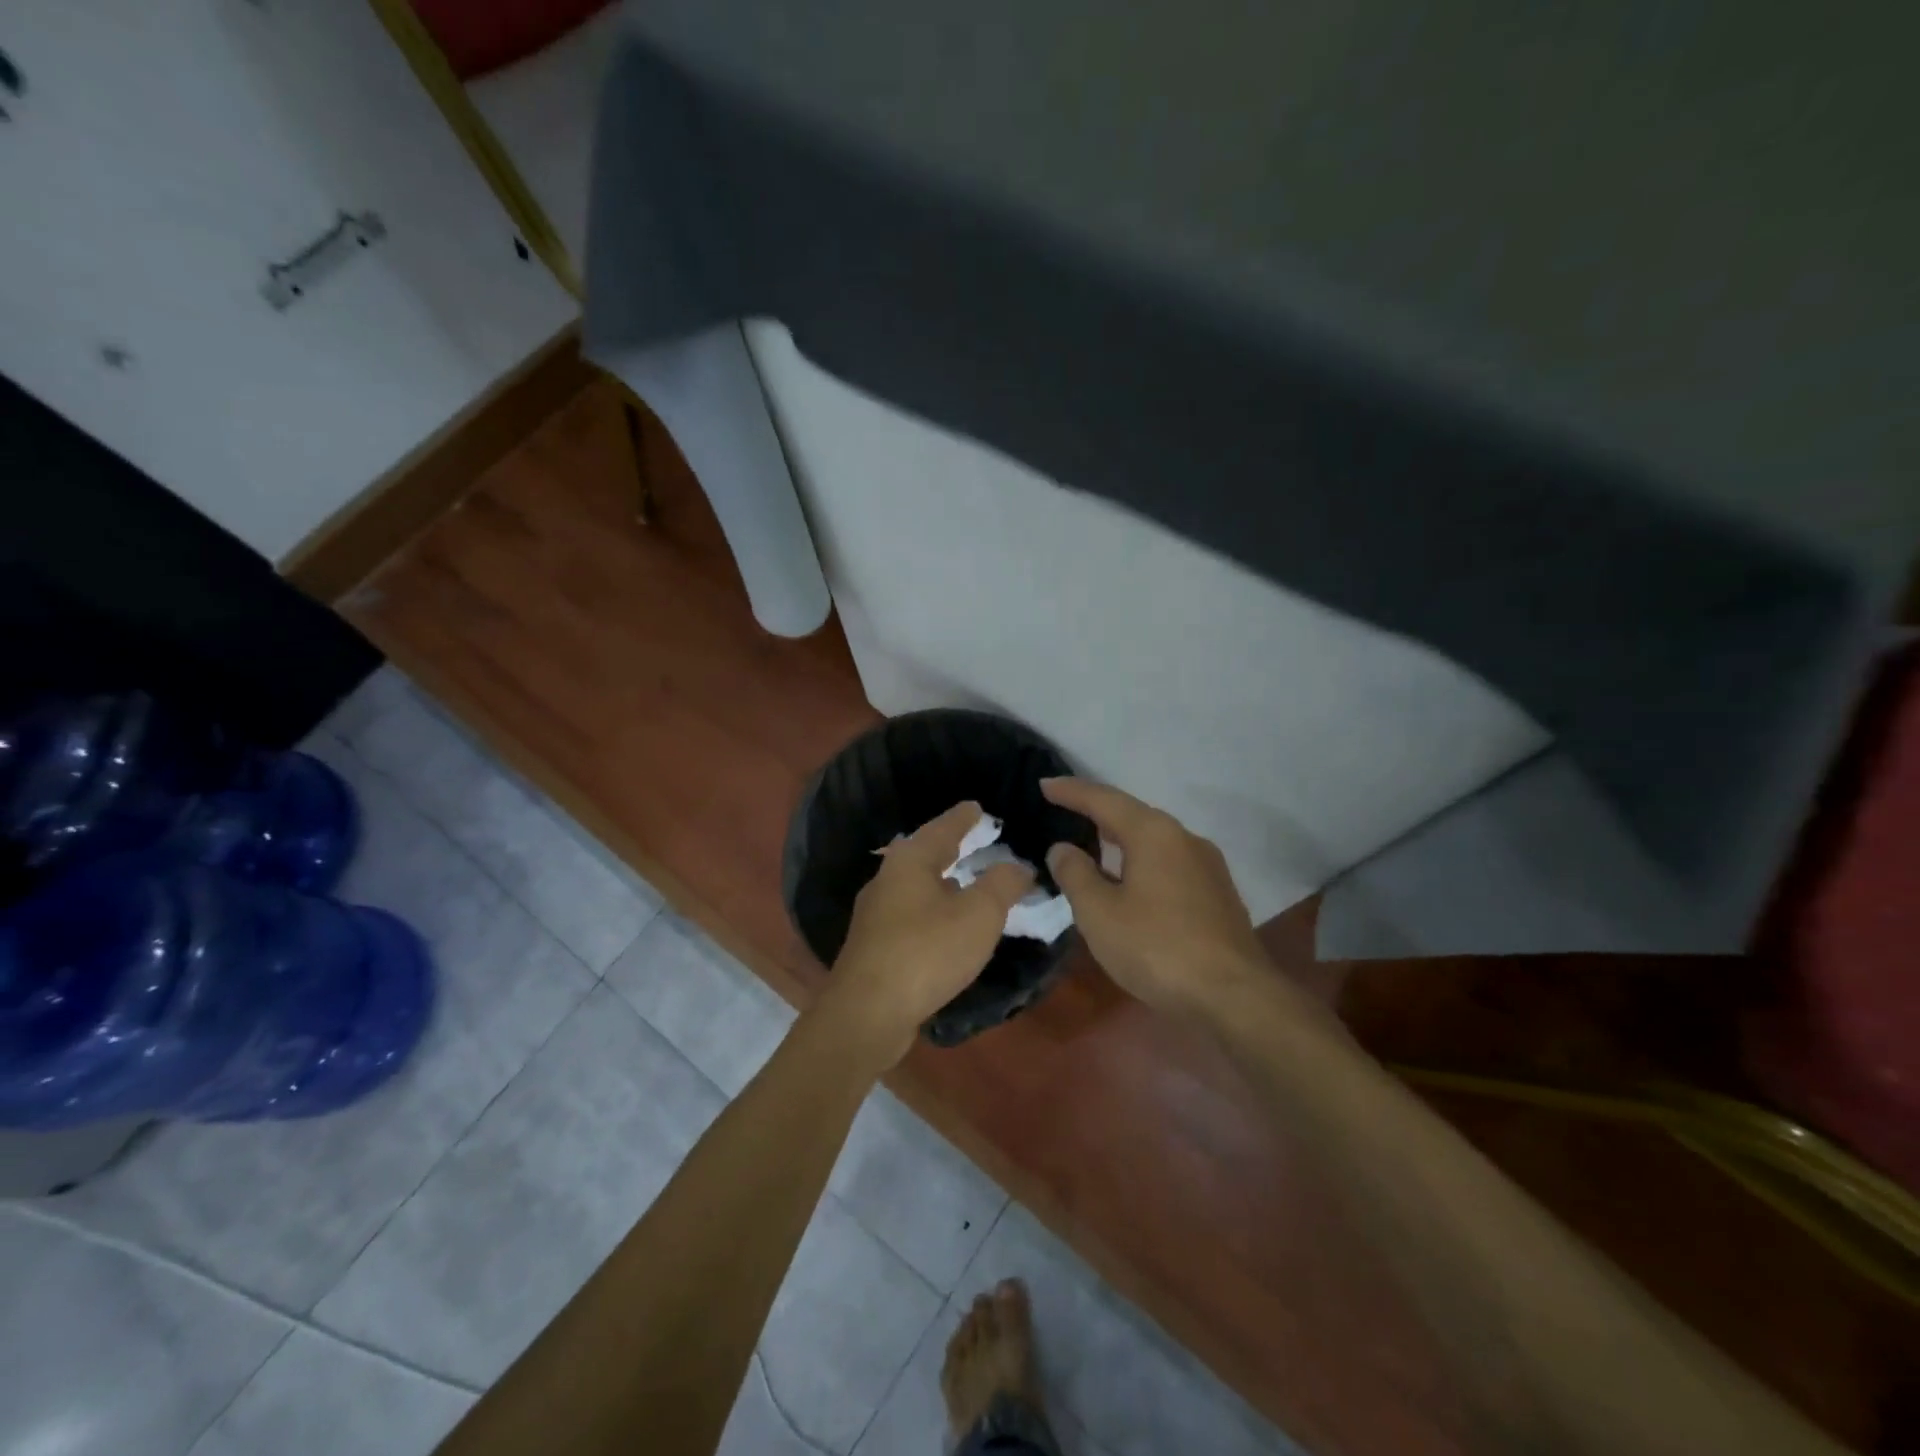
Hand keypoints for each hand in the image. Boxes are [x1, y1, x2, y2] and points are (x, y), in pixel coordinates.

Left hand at [814, 801, 1033, 1069]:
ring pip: (915, 887)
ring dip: (941, 882)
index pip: (943, 828)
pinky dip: (932, 911)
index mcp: (910, 861)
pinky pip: (910, 916)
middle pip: (924, 855)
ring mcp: (876, 915)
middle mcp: (887, 880)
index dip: (964, 817)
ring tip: (965, 882)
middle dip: (949, 848)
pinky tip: (944, 926)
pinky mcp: (874, 946)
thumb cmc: (927, 952)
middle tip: (974, 840)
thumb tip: (1018, 866)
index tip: (977, 807)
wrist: (867, 1013)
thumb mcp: (979, 915)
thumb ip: (1002, 884)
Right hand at [1040, 778, 1269, 1011]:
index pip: (1104, 799)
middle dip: (1098, 811)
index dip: (1071, 791)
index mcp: (1153, 833)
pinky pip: (1169, 863)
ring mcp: (1207, 866)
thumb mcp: (1099, 913)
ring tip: (1093, 845)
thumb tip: (1062, 848)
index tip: (1044, 784)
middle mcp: (1184, 838)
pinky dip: (1141, 862)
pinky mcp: (1217, 894)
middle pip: (1132, 815)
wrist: (1234, 996)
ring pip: (1153, 841)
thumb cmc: (1157, 948)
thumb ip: (1075, 874)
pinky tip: (1130, 883)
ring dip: (1121, 839)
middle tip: (1065, 810)